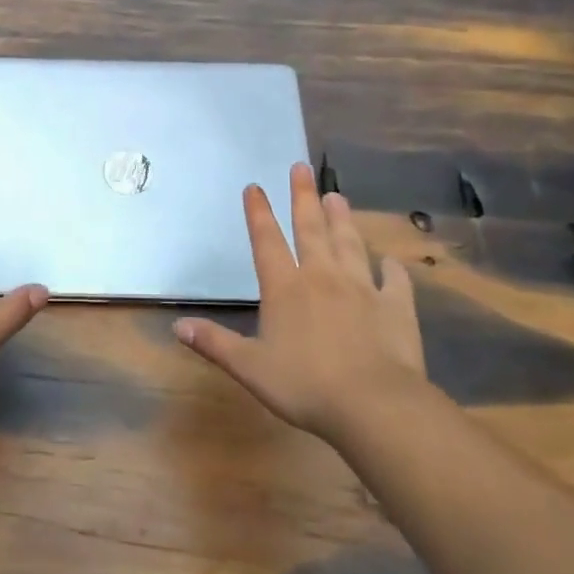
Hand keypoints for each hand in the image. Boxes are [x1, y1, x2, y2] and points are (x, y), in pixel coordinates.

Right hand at [174, 162, 423, 441]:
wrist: (374, 405)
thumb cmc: (305, 385)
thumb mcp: (249, 368)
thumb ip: (215, 343)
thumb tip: (177, 326)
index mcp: (285, 288)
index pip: (267, 241)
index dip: (258, 213)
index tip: (254, 186)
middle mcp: (322, 278)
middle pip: (310, 229)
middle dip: (303, 197)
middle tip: (301, 168)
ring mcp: (362, 289)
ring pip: (349, 245)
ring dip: (342, 220)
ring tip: (337, 196)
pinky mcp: (395, 308)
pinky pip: (394, 282)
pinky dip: (392, 270)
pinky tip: (391, 263)